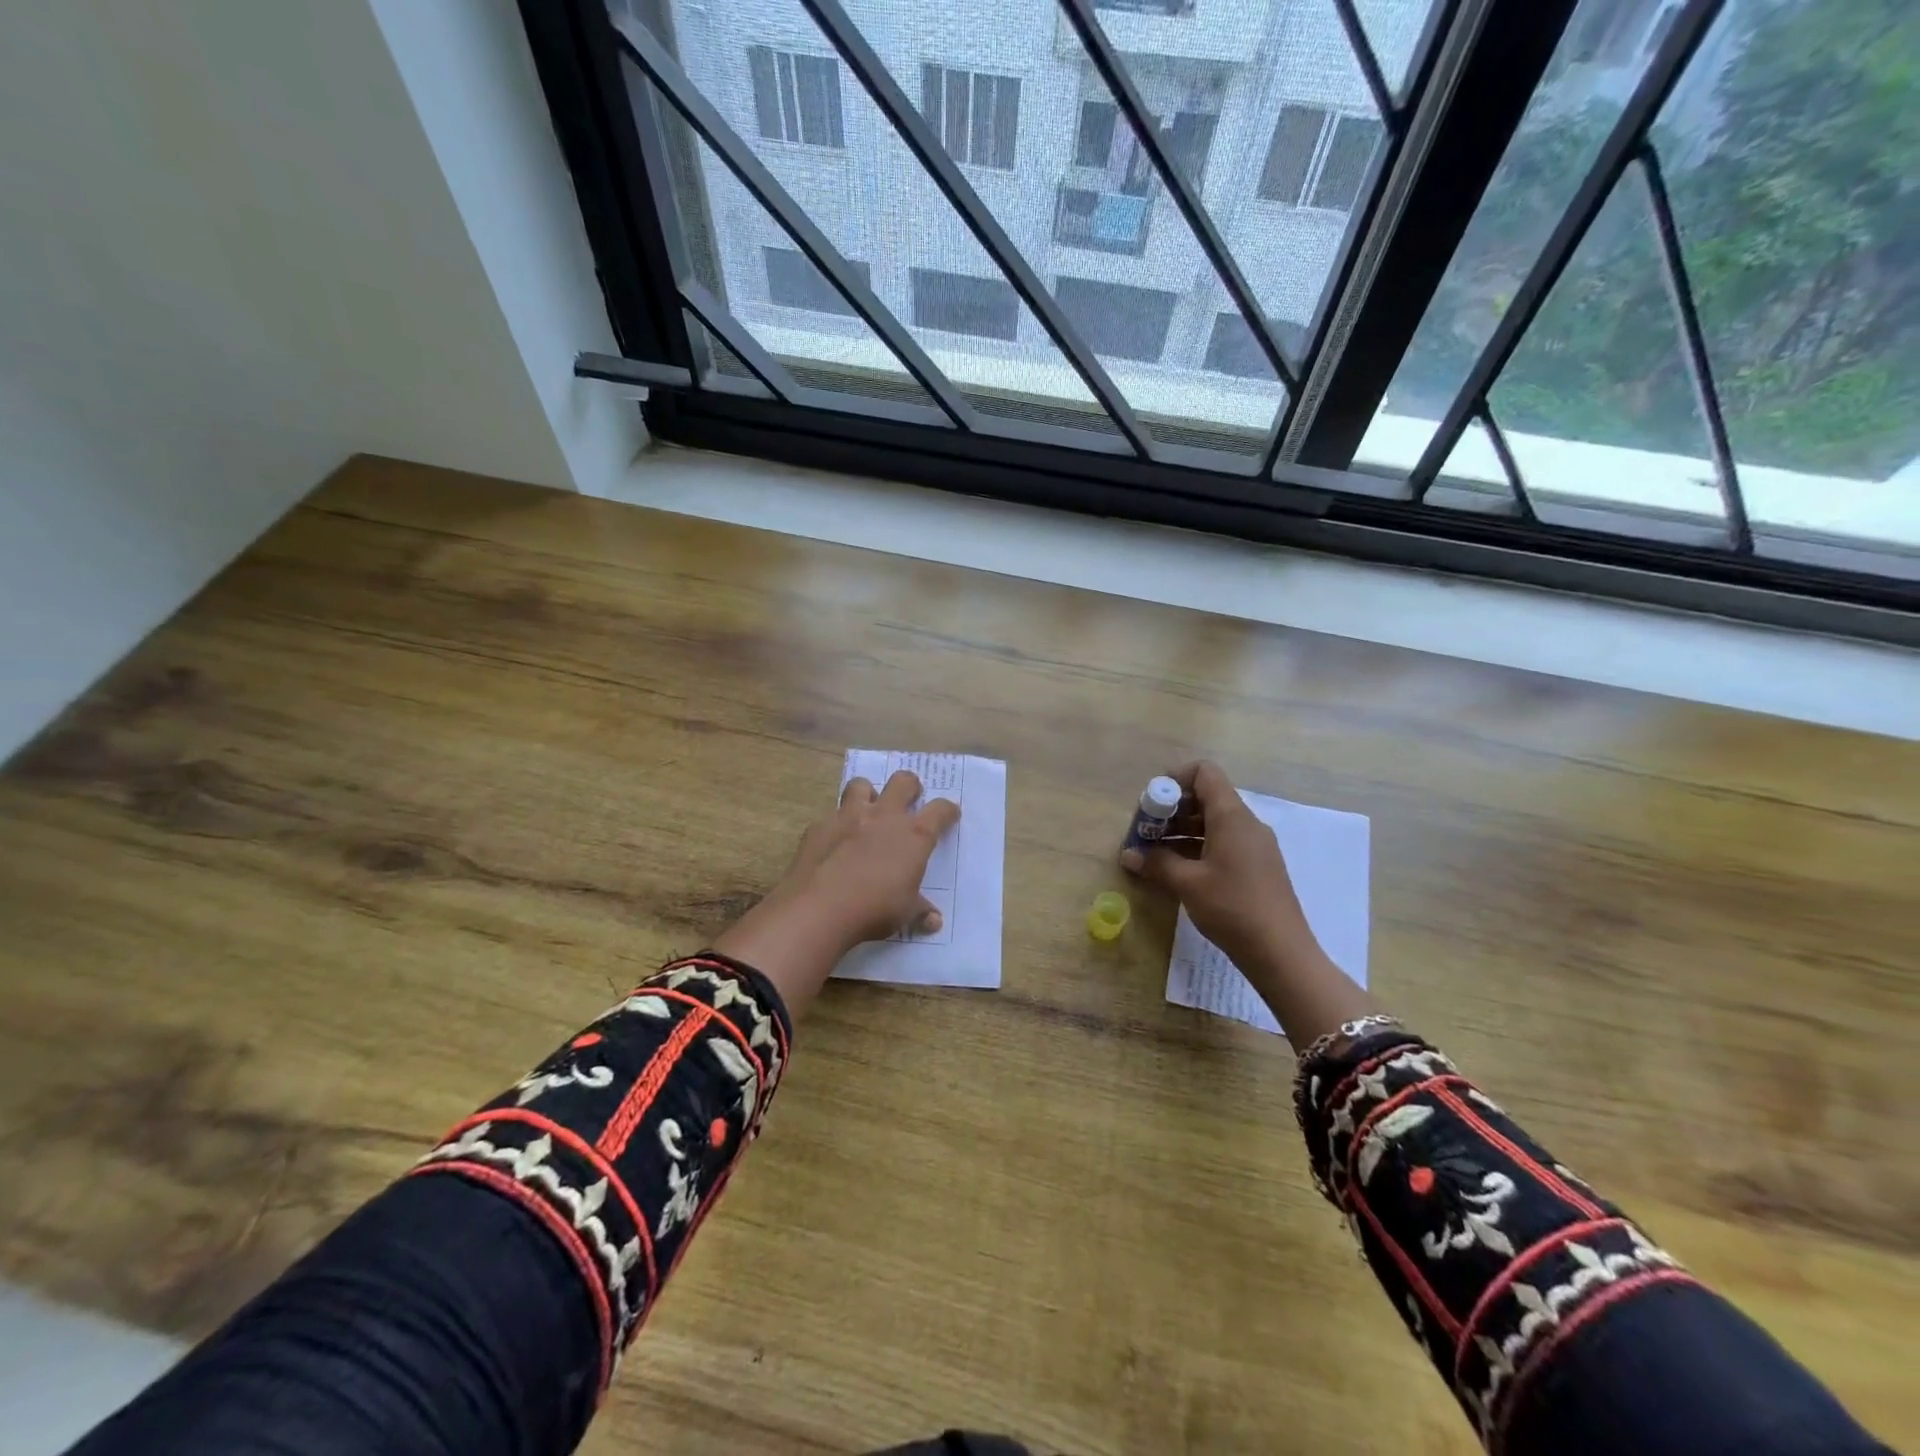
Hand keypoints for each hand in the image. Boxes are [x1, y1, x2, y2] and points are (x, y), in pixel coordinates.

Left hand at [713, 770, 959, 1015]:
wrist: (820, 907)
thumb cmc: (875, 909)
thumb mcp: (905, 914)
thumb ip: (920, 911)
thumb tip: (934, 921)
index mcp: (913, 835)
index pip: (940, 810)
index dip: (948, 810)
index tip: (950, 814)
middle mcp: (884, 817)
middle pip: (903, 781)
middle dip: (910, 785)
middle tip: (909, 798)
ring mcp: (849, 817)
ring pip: (861, 784)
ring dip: (868, 793)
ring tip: (867, 809)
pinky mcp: (819, 826)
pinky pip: (830, 816)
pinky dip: (835, 826)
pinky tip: (833, 843)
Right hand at [1120, 761, 1327, 989]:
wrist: (1281, 953)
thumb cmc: (1232, 908)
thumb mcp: (1188, 884)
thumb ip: (1156, 863)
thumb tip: (1128, 854)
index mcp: (1232, 817)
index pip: (1204, 773)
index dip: (1175, 779)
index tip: (1151, 804)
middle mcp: (1246, 823)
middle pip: (1206, 797)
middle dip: (1171, 810)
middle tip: (1145, 833)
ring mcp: (1254, 846)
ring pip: (1213, 822)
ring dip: (1181, 831)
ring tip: (1154, 853)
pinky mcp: (1257, 866)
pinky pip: (1223, 842)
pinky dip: (1198, 847)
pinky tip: (1178, 869)